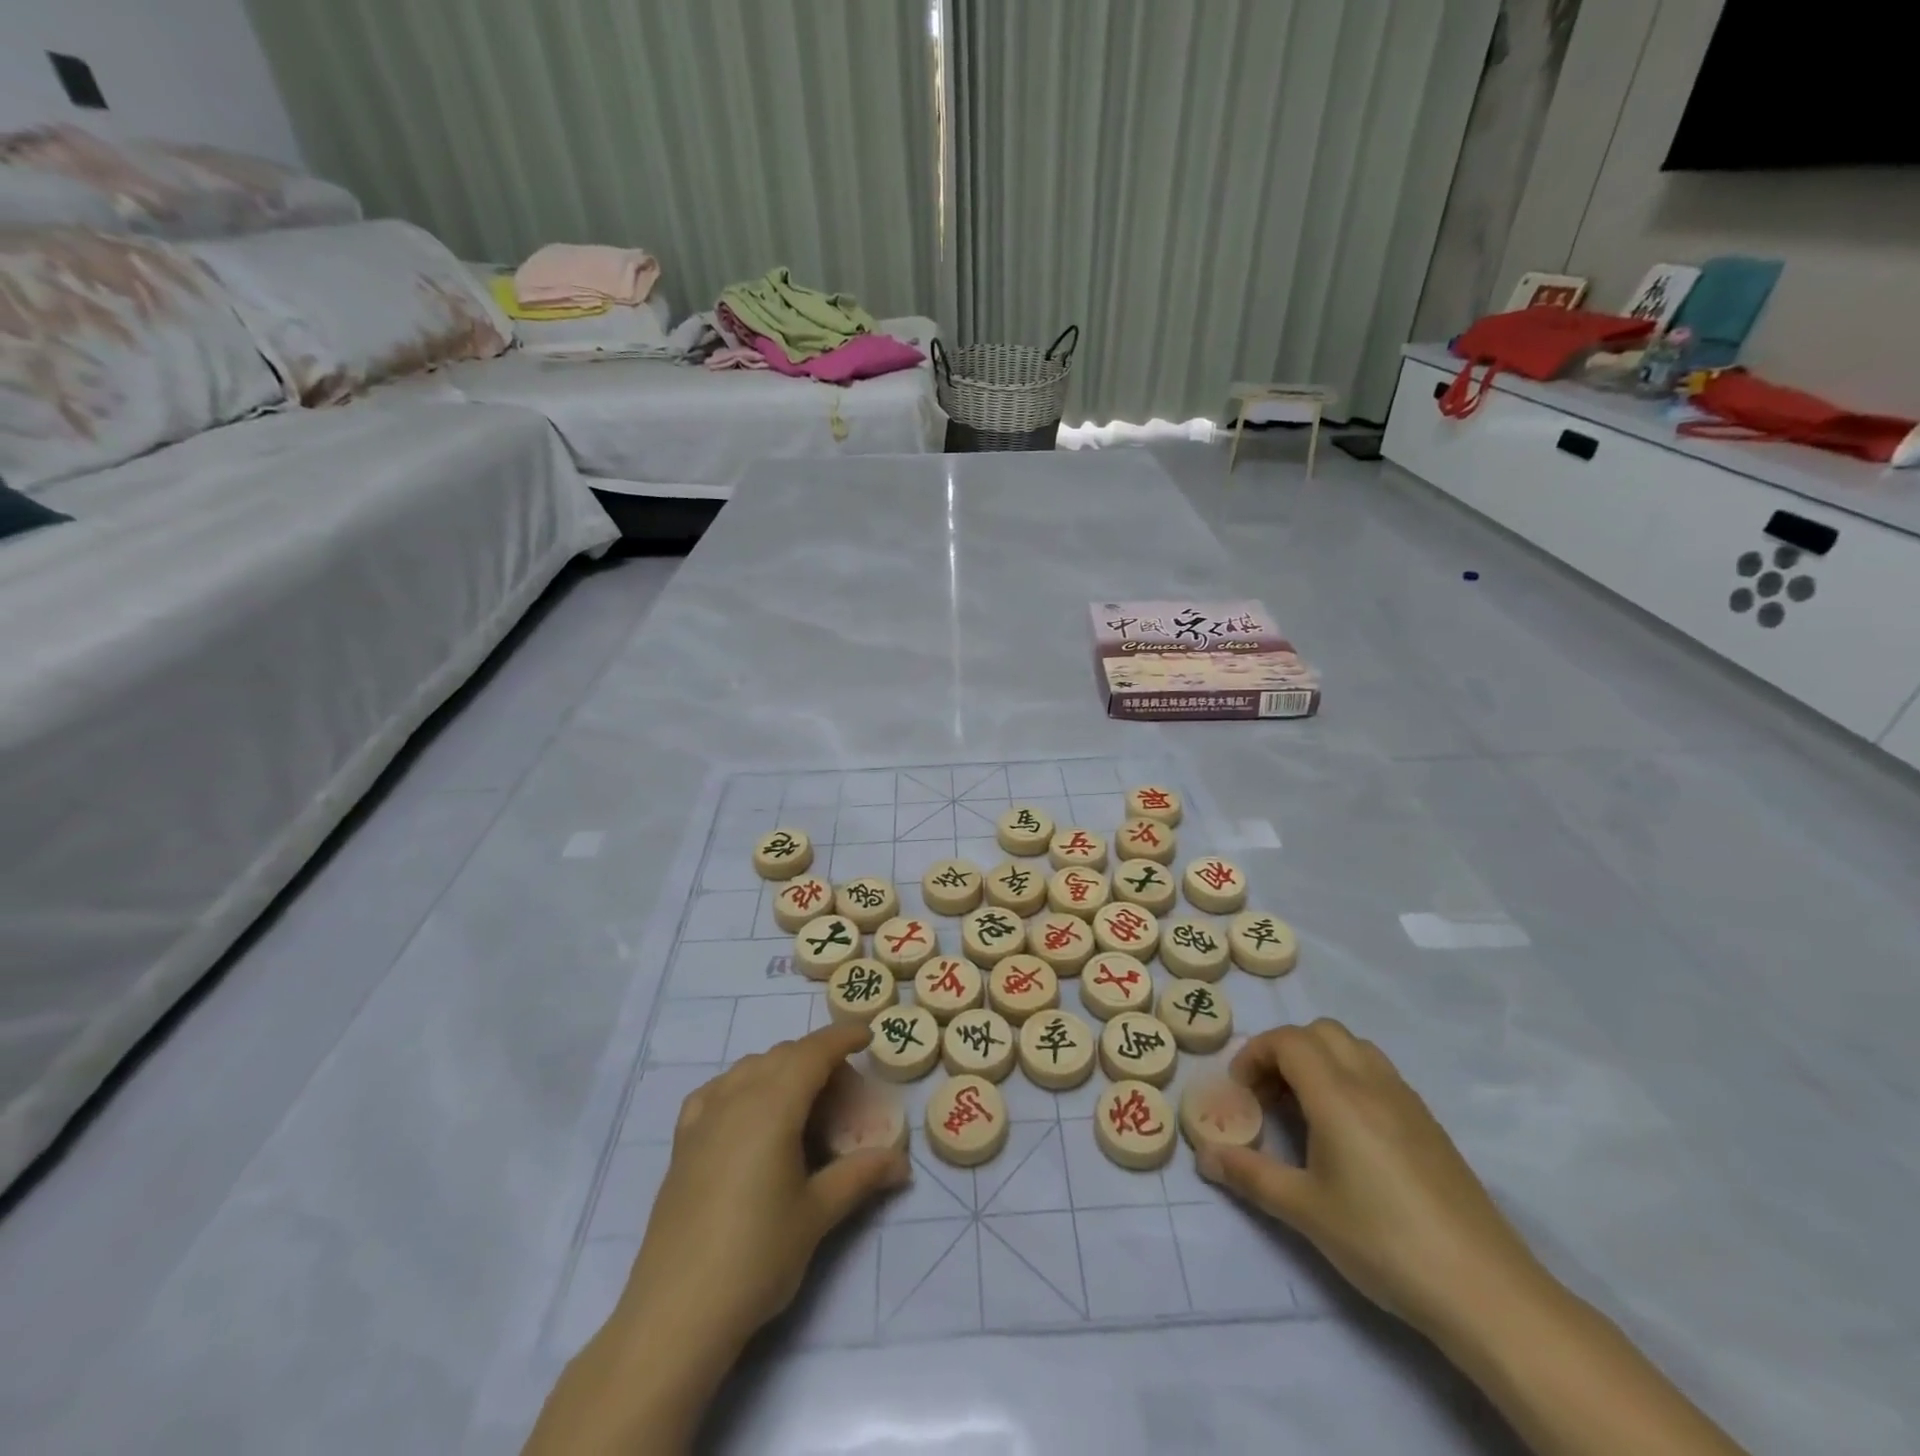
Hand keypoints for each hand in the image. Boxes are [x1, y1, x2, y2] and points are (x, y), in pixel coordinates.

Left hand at [525, 1024, 906, 1455]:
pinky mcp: (682, 1143)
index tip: (866, 1035)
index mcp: (772, 1105)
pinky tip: (748, 1111)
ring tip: (803, 1100)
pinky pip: (717, 1091)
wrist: (676, 1314)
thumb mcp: (818, 1214)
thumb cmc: (757, 1257)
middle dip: (816, 1057)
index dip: (841, 1037)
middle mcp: (735, 1098)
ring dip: (780, 1069)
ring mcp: (703, 1118)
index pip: (813, 1052)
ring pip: (748, 1068)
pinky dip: (741, 1086)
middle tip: (845, 1089)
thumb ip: (861, 1176)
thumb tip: (902, 1162)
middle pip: (782, 1055)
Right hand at [1198, 1018, 1543, 1344]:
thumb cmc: (1383, 1242)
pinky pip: (1379, 1074)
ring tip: (1306, 1110)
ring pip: (1354, 1048)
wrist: (1486, 1291)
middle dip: (1285, 1051)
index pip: (1287, 1040)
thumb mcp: (1304, 1211)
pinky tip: (1348, 1134)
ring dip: (1320, 1061)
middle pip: (1321, 1032)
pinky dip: (1350, 1079)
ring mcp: (1407, 1101)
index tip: (1241, 1093)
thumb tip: (1206, 1156)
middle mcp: (1372, 1083)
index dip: (1255, 1054)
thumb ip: (1250, 1175)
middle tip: (1269, 1096)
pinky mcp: (1430, 1125)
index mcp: (1338, 1095)